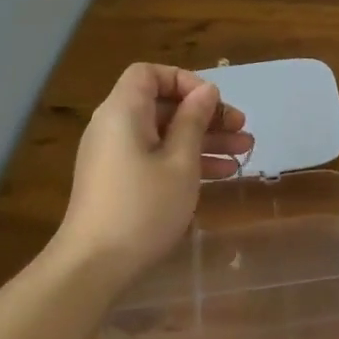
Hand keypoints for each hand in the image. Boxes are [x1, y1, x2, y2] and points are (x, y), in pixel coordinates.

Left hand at [54, 64, 252, 283]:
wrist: (95, 264)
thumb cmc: (143, 206)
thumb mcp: (180, 162)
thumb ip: (194, 122)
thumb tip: (206, 91)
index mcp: (123, 112)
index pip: (150, 74)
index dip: (184, 81)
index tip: (213, 103)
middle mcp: (114, 126)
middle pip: (162, 105)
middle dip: (205, 115)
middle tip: (242, 130)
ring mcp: (115, 155)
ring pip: (164, 134)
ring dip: (204, 140)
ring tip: (244, 153)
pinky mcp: (119, 181)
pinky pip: (155, 157)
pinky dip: (185, 160)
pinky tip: (222, 174)